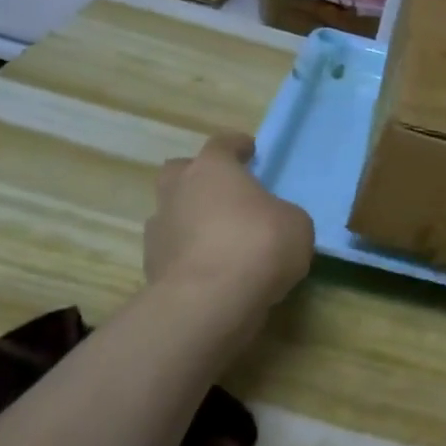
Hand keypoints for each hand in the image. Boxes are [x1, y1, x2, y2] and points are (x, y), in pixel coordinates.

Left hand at [144, 134, 314, 312]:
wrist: (209, 302)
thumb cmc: (259, 245)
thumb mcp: (296, 224)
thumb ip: (282, 215)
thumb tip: (274, 224)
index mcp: (212, 168)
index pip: (222, 144)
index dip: (237, 146)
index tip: (249, 151)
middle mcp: (178, 190)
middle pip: (180, 172)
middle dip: (198, 178)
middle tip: (223, 193)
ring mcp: (159, 229)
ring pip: (172, 213)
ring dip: (190, 220)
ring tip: (217, 240)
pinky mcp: (150, 266)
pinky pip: (171, 251)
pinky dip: (186, 255)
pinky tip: (209, 271)